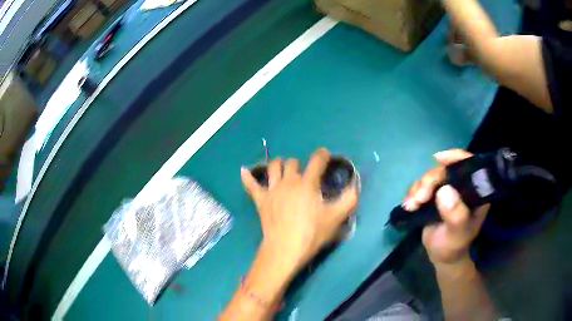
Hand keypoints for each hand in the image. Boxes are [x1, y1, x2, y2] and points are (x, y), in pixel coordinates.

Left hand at [241, 148, 358, 271]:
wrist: (285, 249)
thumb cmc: (311, 233)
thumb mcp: (336, 218)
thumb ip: (349, 199)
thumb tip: (356, 186)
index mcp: (308, 183)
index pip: (316, 161)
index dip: (322, 155)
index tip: (325, 156)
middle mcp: (289, 181)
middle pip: (292, 163)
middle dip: (300, 165)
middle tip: (305, 174)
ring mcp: (272, 190)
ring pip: (273, 167)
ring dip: (279, 165)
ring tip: (283, 169)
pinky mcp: (260, 200)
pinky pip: (251, 185)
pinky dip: (247, 177)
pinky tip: (244, 171)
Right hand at [403, 149, 488, 264]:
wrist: (441, 255)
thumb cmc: (454, 245)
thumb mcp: (457, 233)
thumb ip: (455, 215)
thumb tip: (445, 190)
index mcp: (475, 191)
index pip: (469, 165)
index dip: (456, 157)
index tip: (439, 159)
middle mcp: (462, 186)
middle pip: (445, 170)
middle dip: (429, 181)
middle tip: (418, 199)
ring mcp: (448, 189)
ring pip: (431, 177)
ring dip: (418, 188)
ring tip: (411, 205)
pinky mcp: (434, 195)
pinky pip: (422, 185)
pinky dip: (413, 193)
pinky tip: (409, 205)